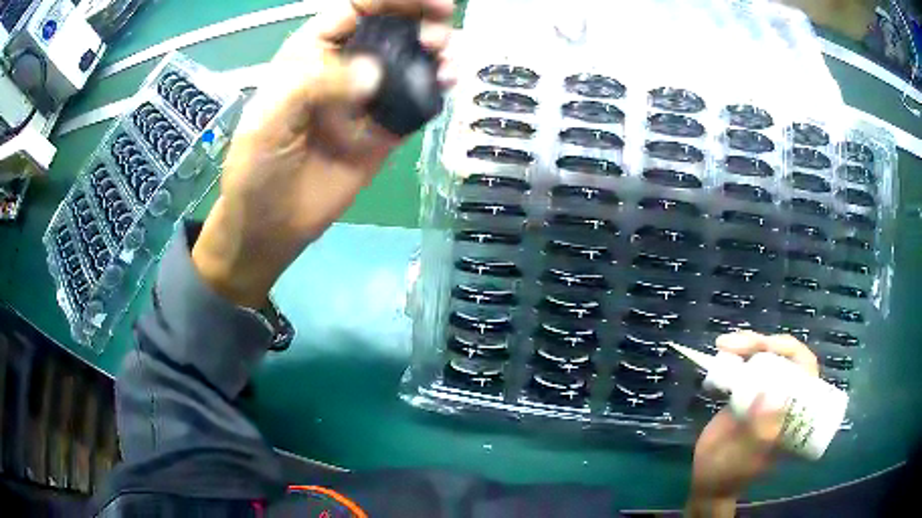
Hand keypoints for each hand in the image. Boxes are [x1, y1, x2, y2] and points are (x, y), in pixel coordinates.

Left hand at [192, 0, 455, 307]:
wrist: (272, 224)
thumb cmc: (258, 167)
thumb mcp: (269, 119)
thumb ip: (314, 87)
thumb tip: (374, 74)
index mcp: (313, 52)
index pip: (358, 8)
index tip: (433, 4)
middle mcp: (345, 65)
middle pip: (392, 27)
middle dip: (422, 21)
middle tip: (440, 36)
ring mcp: (368, 97)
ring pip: (411, 60)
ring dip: (437, 52)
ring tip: (449, 60)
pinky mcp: (386, 128)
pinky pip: (417, 100)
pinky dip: (437, 88)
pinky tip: (448, 85)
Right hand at [686, 332, 818, 516]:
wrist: (707, 482)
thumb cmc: (728, 475)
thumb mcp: (745, 458)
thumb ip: (759, 433)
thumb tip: (773, 395)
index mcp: (794, 414)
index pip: (806, 371)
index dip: (791, 351)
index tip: (768, 347)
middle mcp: (784, 398)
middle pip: (785, 357)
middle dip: (762, 343)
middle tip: (734, 344)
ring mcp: (766, 394)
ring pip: (766, 357)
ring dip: (748, 345)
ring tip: (723, 344)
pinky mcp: (748, 394)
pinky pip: (748, 366)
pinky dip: (737, 354)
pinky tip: (722, 352)